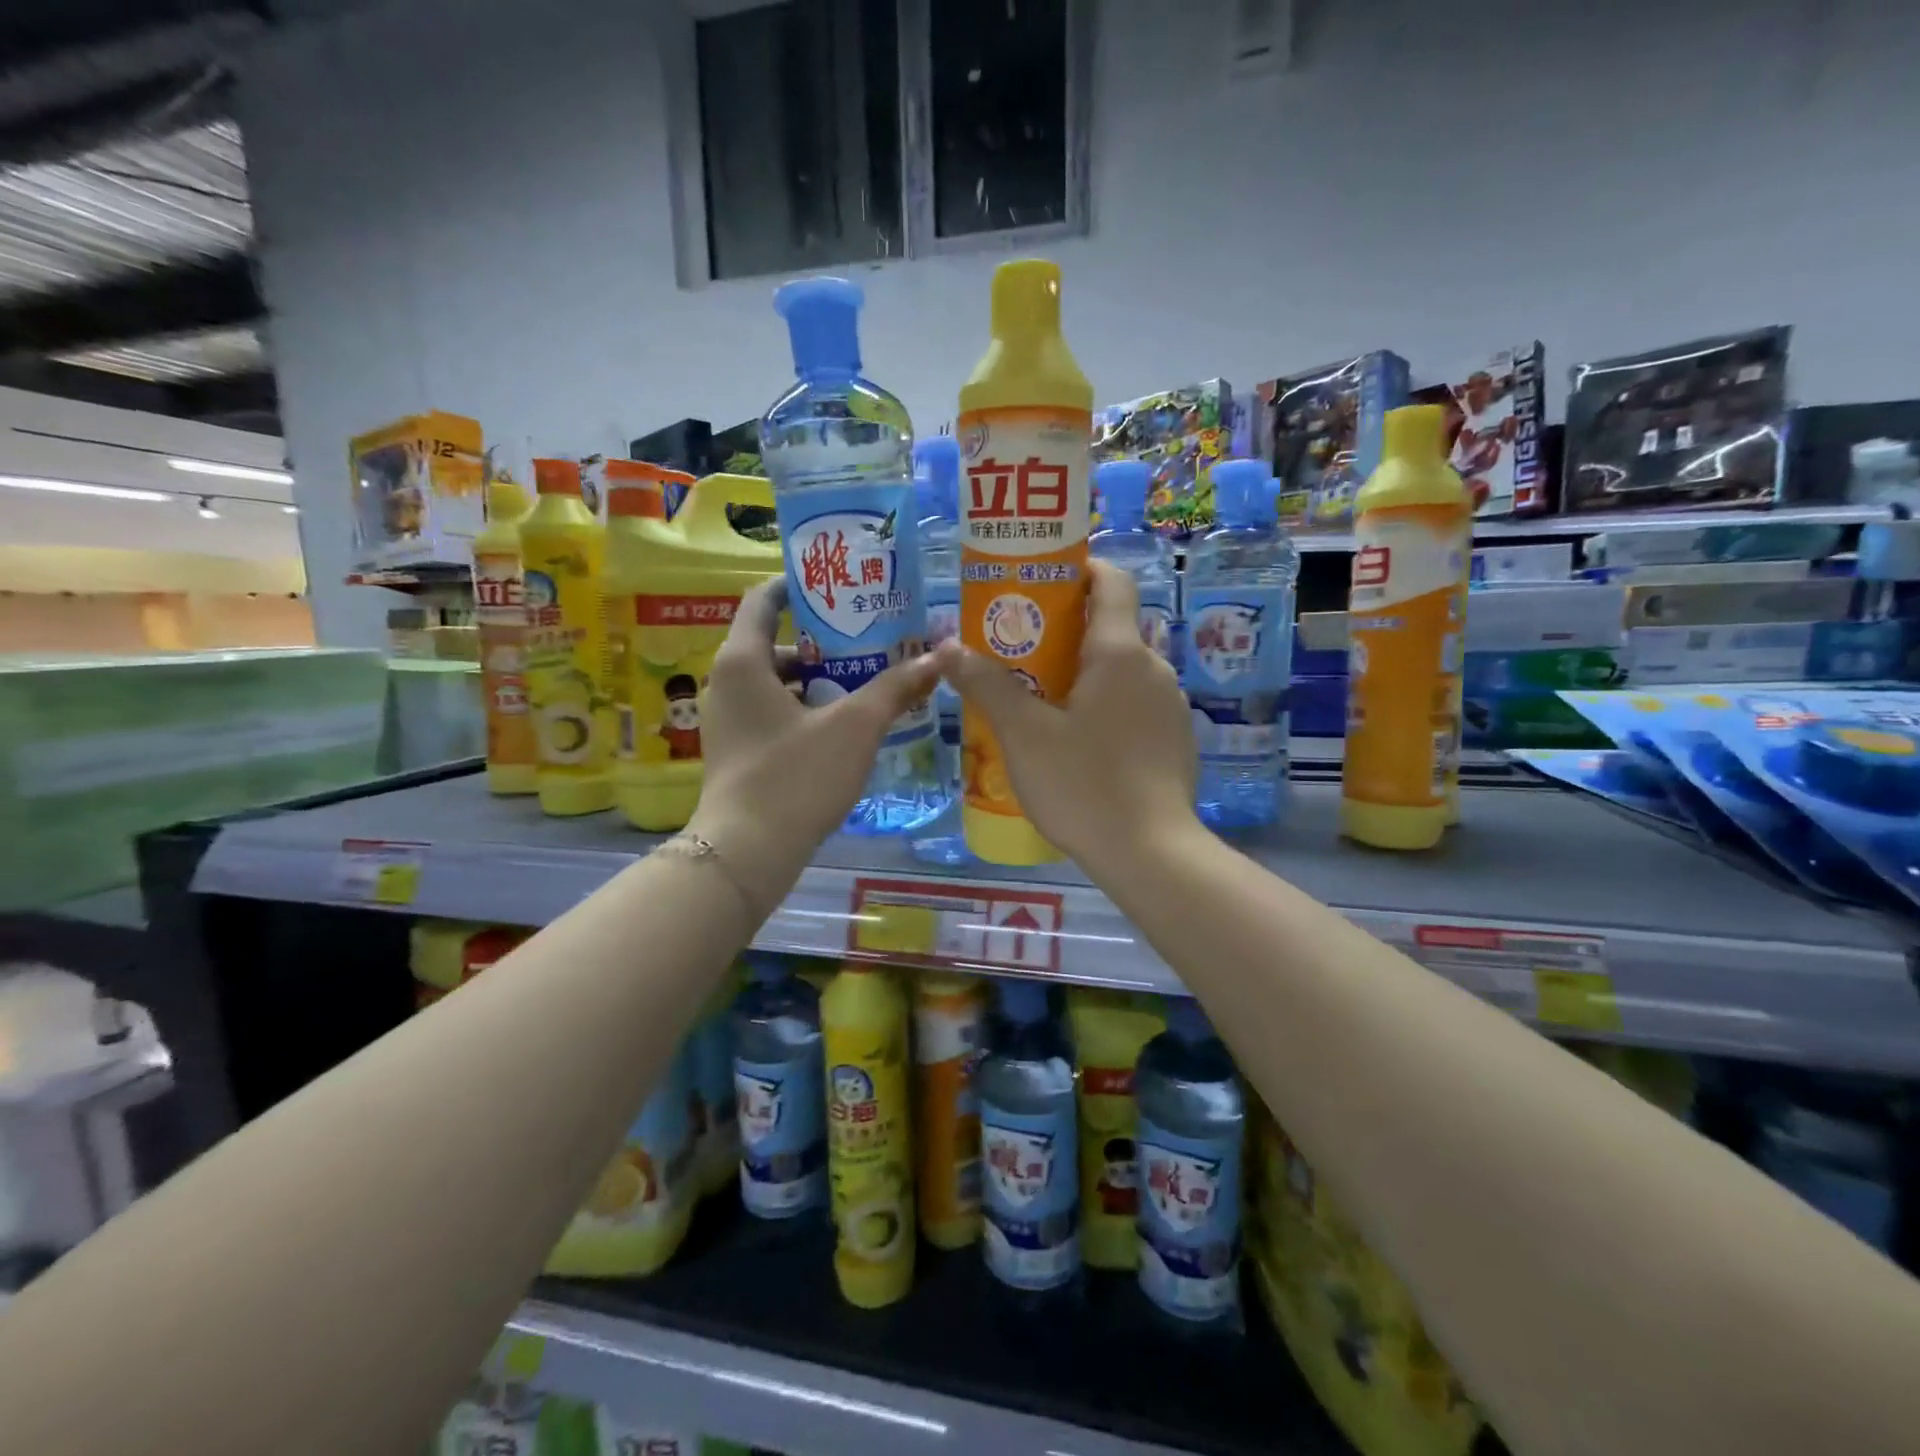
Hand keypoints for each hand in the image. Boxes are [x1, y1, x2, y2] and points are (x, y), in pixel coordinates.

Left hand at [690, 577, 940, 911]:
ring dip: (820, 678)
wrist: (746, 853)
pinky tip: (845, 725)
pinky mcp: (737, 751)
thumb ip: (896, 687)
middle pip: (777, 643)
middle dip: (826, 641)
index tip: (840, 584)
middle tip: (872, 638)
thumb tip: (939, 656)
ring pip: (778, 682)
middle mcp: (727, 682)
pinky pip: (774, 712)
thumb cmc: (795, 776)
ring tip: (869, 681)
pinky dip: (807, 708)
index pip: (763, 599)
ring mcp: (729, 720)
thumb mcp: (855, 727)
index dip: (800, 585)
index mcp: (743, 660)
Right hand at [935, 559, 1199, 871]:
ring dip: (1082, 674)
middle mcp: (1155, 669)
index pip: (1112, 581)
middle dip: (1064, 631)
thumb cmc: (1085, 784)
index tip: (1042, 578)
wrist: (1152, 855)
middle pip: (1110, 628)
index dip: (1080, 567)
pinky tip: (1075, 743)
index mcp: (1121, 653)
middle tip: (1017, 650)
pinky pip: (1134, 706)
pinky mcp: (1175, 742)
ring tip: (1038, 701)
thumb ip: (987, 685)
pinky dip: (1103, 706)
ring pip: (1121, 672)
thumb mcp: (1024, 735)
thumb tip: (948, 646)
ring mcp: (1170, 708)